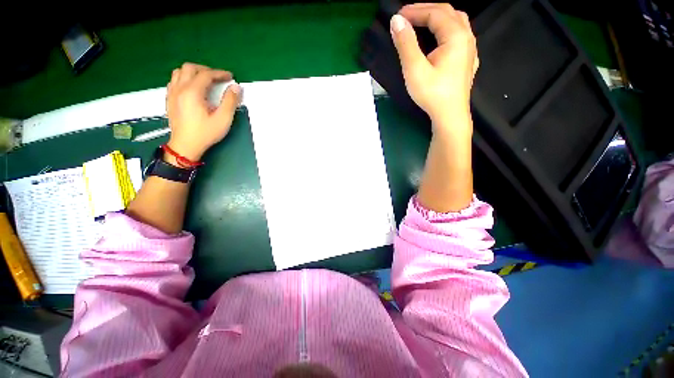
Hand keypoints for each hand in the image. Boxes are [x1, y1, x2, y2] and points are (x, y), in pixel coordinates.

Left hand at [166, 63, 240, 160]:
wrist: (185, 146)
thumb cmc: (205, 133)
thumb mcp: (223, 119)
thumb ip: (230, 101)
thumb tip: (236, 87)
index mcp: (192, 92)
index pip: (206, 74)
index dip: (219, 73)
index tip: (230, 77)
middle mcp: (179, 88)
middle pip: (190, 68)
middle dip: (205, 70)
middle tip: (217, 78)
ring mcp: (172, 93)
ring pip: (179, 72)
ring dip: (193, 72)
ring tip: (205, 80)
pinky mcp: (169, 99)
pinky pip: (174, 81)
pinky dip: (184, 79)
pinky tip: (192, 88)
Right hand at [390, 3, 477, 131]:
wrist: (450, 116)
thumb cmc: (433, 94)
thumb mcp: (415, 69)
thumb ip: (406, 44)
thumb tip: (396, 21)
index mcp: (456, 36)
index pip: (434, 13)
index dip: (415, 11)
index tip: (397, 16)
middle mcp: (467, 38)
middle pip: (448, 13)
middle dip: (426, 11)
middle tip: (407, 16)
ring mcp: (470, 50)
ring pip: (456, 23)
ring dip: (438, 18)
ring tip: (422, 23)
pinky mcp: (468, 62)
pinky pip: (460, 37)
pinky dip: (447, 31)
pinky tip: (441, 40)